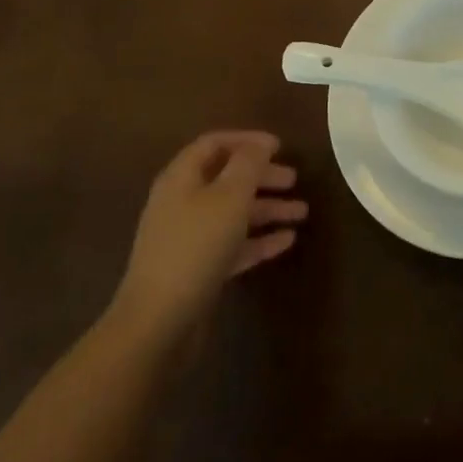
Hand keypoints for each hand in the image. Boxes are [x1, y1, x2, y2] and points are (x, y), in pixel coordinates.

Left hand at [111, 130, 305, 331]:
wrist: (160, 320)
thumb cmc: (196, 247)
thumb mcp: (229, 198)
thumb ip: (248, 165)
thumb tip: (261, 143)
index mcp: (182, 178)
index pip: (214, 144)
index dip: (247, 140)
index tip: (280, 146)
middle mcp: (182, 202)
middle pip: (226, 179)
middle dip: (262, 177)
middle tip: (295, 179)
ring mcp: (189, 237)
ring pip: (233, 213)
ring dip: (268, 209)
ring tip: (302, 212)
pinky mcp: (199, 268)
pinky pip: (234, 244)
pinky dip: (260, 239)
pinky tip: (288, 241)